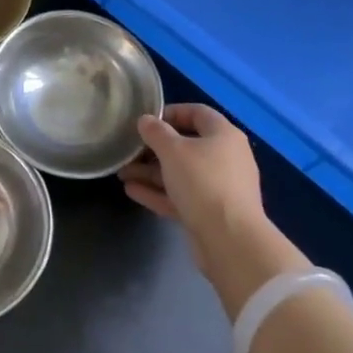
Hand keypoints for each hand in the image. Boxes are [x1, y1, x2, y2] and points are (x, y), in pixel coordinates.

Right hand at [120, 103, 263, 234]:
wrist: (230, 239)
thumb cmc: (203, 182)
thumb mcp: (173, 151)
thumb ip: (156, 133)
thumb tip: (146, 120)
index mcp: (224, 135)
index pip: (198, 113)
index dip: (172, 112)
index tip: (146, 120)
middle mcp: (225, 158)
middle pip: (187, 146)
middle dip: (154, 149)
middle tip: (129, 151)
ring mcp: (219, 188)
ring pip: (181, 174)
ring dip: (151, 172)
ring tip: (122, 173)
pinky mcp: (210, 213)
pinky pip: (181, 196)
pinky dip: (158, 192)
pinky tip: (132, 191)